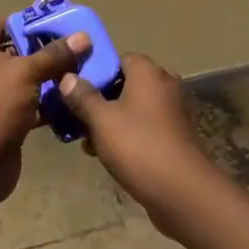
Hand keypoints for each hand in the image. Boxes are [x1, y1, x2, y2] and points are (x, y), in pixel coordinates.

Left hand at [0, 20, 88, 203]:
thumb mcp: (26, 72)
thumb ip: (55, 54)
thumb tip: (83, 36)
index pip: (9, 23)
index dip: (37, 22)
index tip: (68, 26)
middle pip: (21, 51)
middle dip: (50, 52)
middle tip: (82, 50)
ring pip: (28, 79)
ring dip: (52, 79)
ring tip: (83, 74)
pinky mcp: (4, 118)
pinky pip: (31, 103)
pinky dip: (48, 103)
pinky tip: (73, 101)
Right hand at [57, 54, 222, 236]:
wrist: (181, 190)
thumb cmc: (138, 146)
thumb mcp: (101, 120)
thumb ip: (82, 96)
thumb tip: (67, 77)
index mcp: (148, 72)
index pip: (118, 58)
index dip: (95, 71)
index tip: (74, 89)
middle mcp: (164, 84)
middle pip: (124, 84)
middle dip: (99, 101)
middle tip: (76, 118)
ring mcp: (172, 111)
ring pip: (132, 108)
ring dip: (110, 121)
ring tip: (87, 142)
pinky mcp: (174, 135)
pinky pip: (144, 126)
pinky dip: (126, 135)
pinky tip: (107, 155)